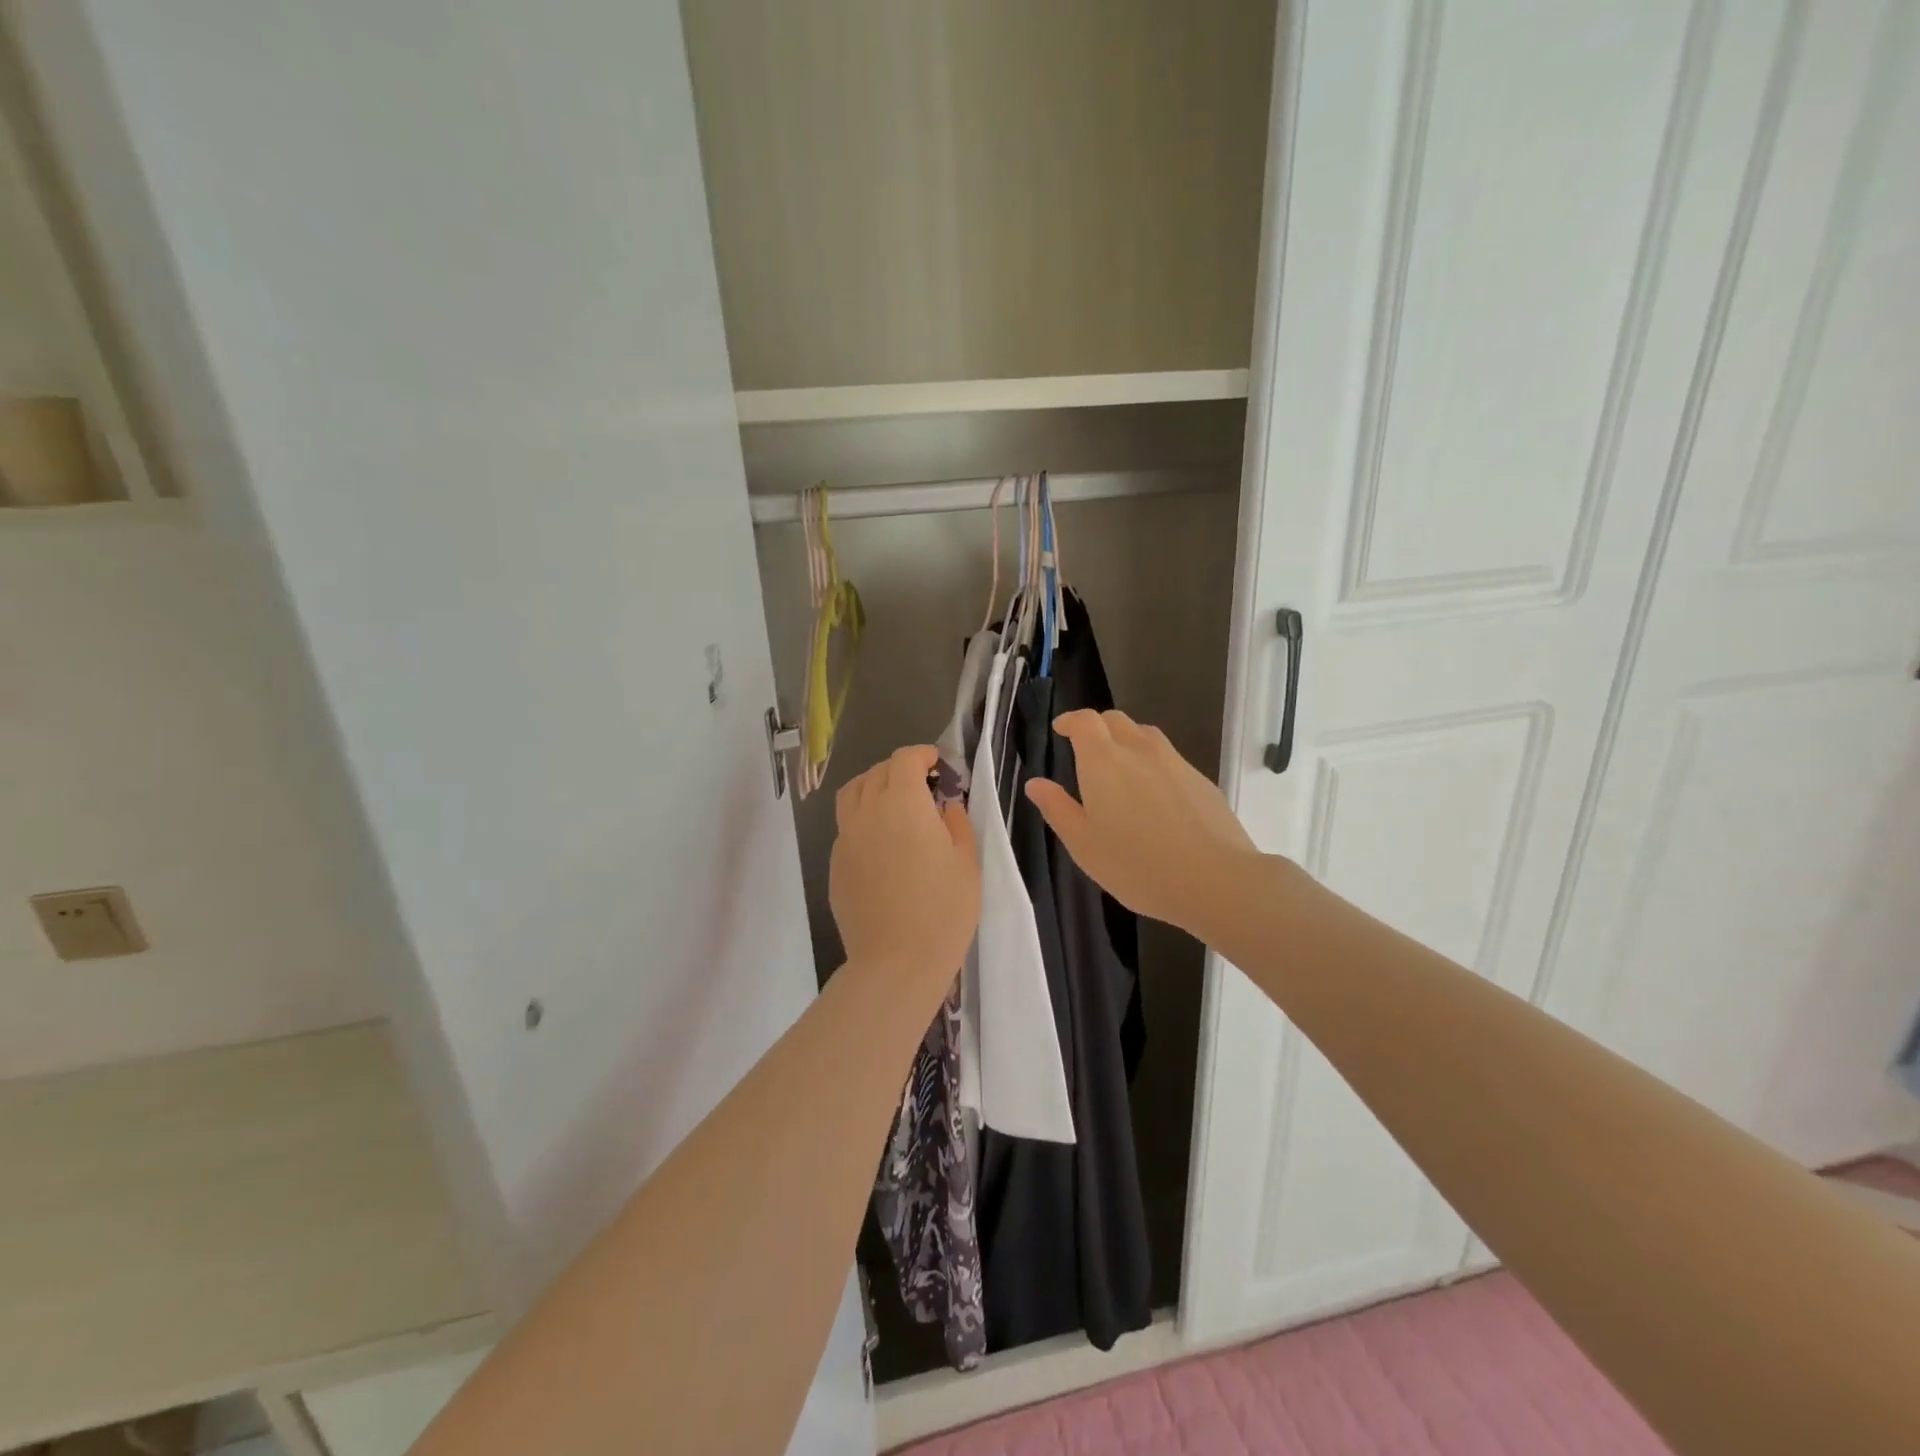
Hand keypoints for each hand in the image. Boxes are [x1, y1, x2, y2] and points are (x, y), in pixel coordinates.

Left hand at [830, 745, 979, 986]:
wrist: (897, 962)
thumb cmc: (943, 910)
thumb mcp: (966, 862)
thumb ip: (955, 822)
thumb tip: (944, 805)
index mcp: (903, 804)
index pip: (905, 760)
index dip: (922, 754)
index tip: (937, 763)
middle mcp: (868, 812)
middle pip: (877, 772)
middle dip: (900, 769)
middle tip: (922, 784)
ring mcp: (846, 838)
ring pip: (852, 794)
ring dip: (873, 786)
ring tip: (893, 802)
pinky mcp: (835, 864)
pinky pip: (846, 826)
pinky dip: (862, 818)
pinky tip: (881, 841)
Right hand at [1025, 710, 1262, 936]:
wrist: (1214, 879)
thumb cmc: (1136, 865)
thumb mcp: (1083, 844)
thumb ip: (1057, 809)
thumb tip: (1036, 783)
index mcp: (1103, 761)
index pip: (1085, 721)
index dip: (1071, 720)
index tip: (1061, 729)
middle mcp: (1139, 750)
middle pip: (1115, 721)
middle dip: (1097, 727)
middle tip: (1086, 750)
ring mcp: (1174, 762)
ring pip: (1145, 735)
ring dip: (1127, 741)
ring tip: (1121, 768)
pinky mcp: (1201, 780)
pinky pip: (1169, 758)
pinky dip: (1153, 763)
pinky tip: (1154, 796)